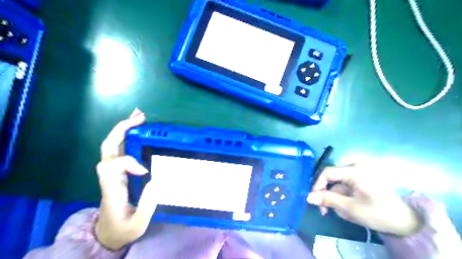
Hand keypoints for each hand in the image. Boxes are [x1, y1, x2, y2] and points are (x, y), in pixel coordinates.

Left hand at [94, 108, 158, 249]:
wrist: (108, 233)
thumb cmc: (123, 229)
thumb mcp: (138, 224)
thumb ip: (147, 205)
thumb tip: (156, 180)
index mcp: (111, 188)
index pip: (112, 166)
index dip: (129, 162)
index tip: (145, 171)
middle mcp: (109, 176)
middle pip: (108, 147)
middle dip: (122, 129)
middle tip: (140, 117)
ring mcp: (113, 172)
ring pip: (112, 145)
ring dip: (125, 129)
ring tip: (140, 117)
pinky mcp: (118, 171)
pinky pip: (120, 149)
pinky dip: (129, 136)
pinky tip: (139, 130)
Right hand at [306, 166, 421, 236]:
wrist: (408, 222)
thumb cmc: (378, 213)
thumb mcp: (350, 208)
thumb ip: (327, 200)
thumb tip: (308, 197)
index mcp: (353, 171)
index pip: (327, 173)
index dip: (317, 185)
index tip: (313, 200)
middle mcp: (355, 168)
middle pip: (331, 179)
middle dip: (327, 195)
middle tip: (325, 211)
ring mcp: (359, 174)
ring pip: (338, 185)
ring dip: (336, 199)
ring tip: (344, 214)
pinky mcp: (362, 180)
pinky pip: (346, 187)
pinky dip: (344, 198)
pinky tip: (350, 210)